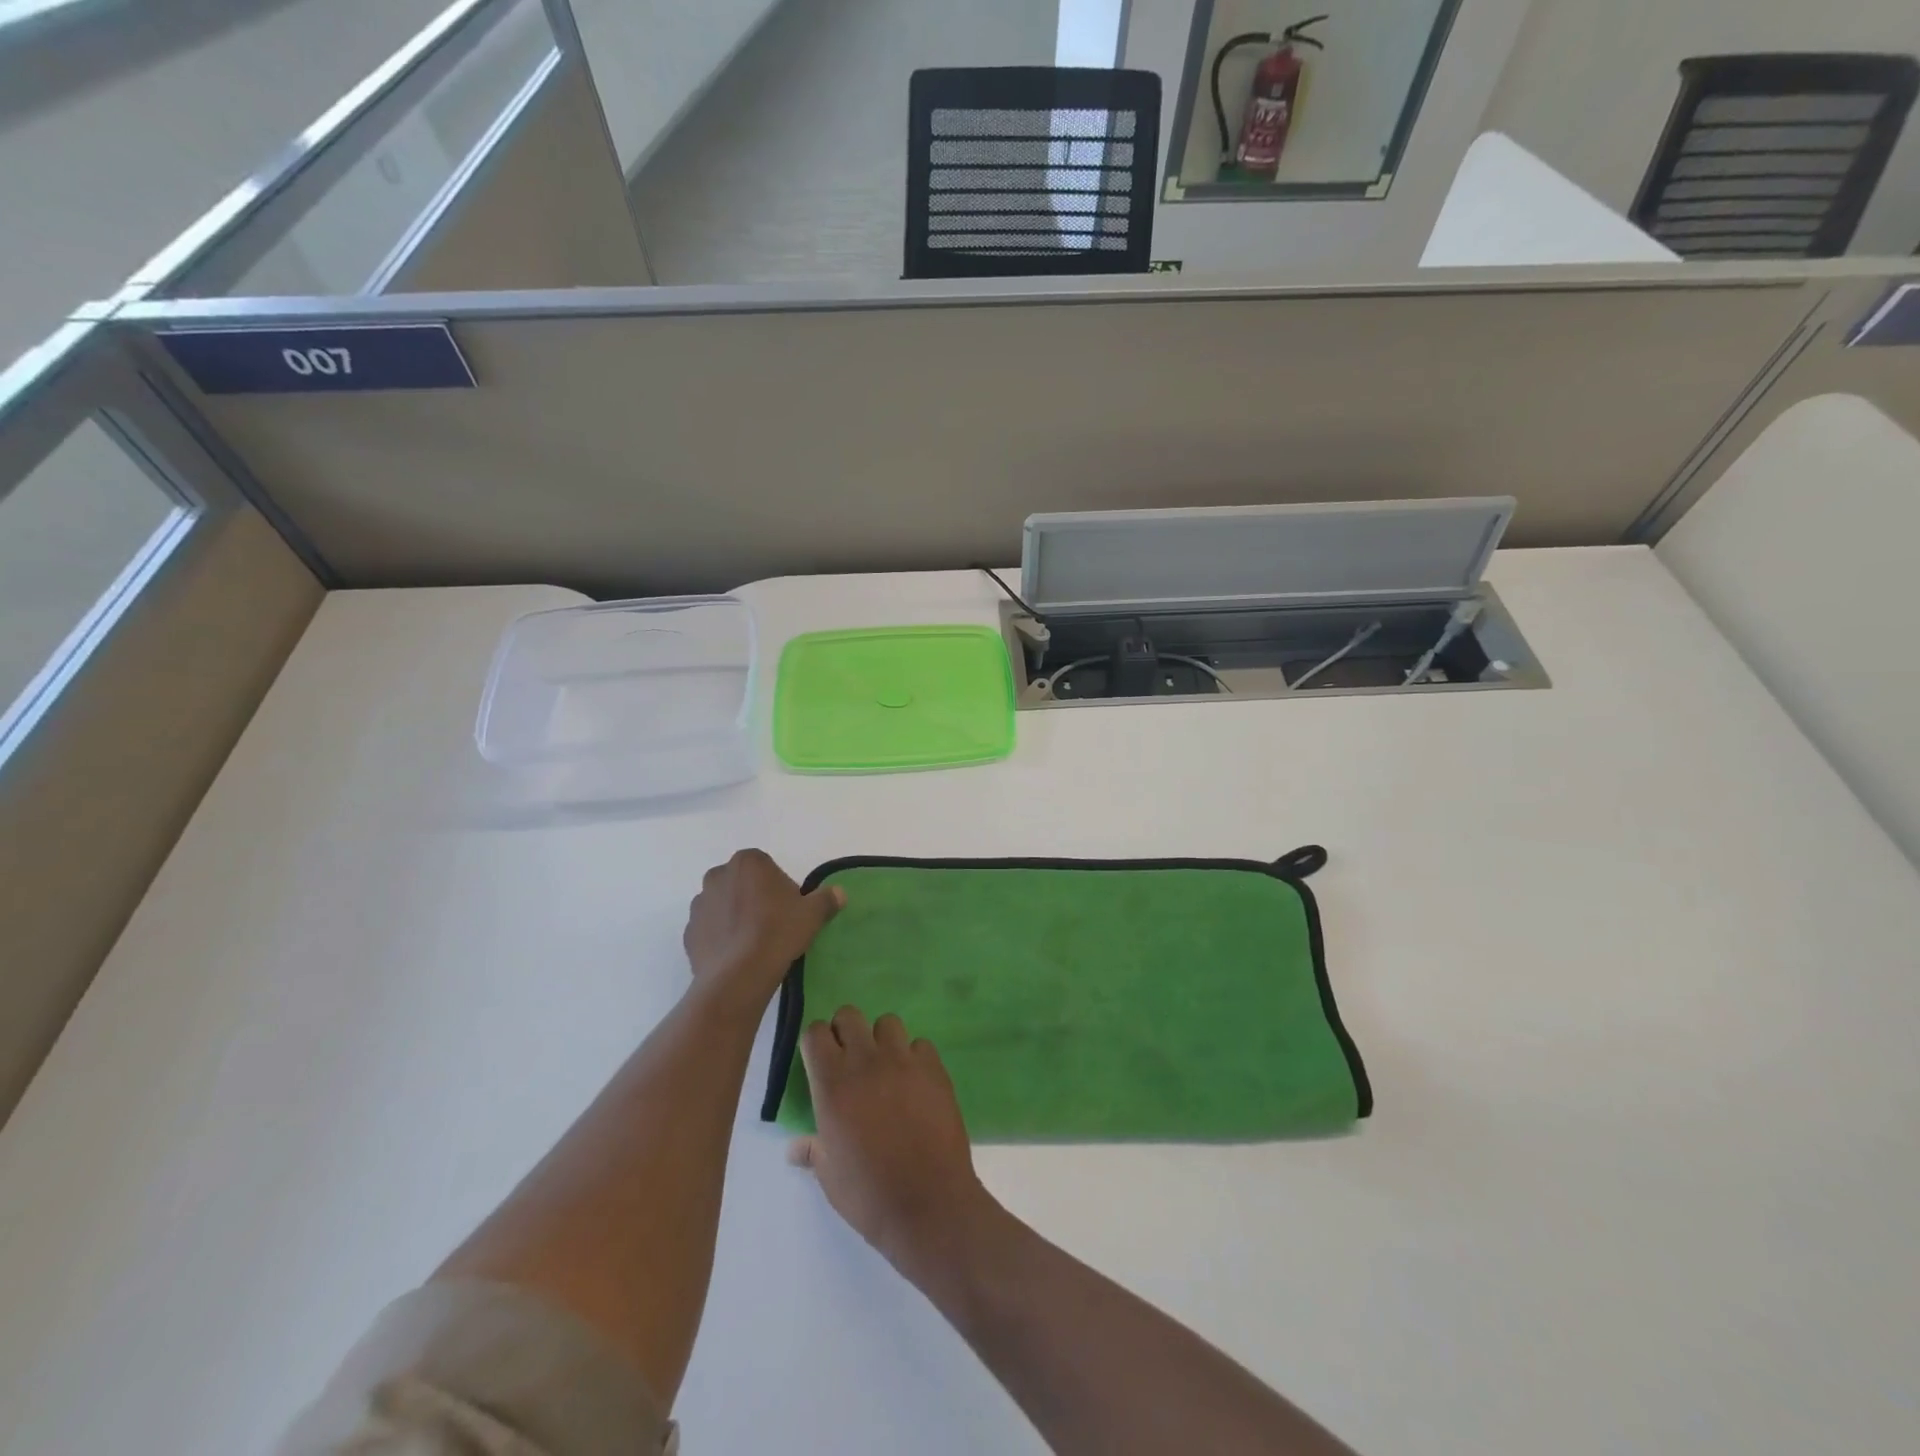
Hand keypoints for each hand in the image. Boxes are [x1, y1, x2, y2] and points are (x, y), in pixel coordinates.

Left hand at [682, 850, 842, 1016]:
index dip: (779, 887)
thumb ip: (826, 899)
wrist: (739, 975)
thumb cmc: (777, 933)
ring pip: (723, 905)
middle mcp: (718, 876)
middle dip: (753, 897)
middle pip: (741, 883)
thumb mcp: (812, 915)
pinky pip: (710, 930)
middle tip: (772, 923)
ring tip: (754, 943)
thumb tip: (839, 893)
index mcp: (748, 862)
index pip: (766, 867)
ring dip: (735, 916)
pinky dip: (721, 937)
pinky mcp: (689, 933)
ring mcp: (699, 905)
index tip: (788, 908)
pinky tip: (737, 955)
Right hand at [789, 1007, 1002, 1281]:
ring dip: (882, 1040)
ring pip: (888, 1023)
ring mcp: (904, 1061)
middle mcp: (866, 1062)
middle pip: (849, 1015)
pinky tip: (915, 1083)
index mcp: (832, 1084)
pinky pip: (920, 1045)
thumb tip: (795, 1147)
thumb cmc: (869, 1195)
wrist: (928, 1204)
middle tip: (850, 1061)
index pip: (815, 1032)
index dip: (816, 1043)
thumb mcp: (829, 1176)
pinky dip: (915, 1057)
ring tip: (885, 1069)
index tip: (820, 1061)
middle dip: (846, 1031)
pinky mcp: (934, 1068)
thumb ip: (813, 1149)